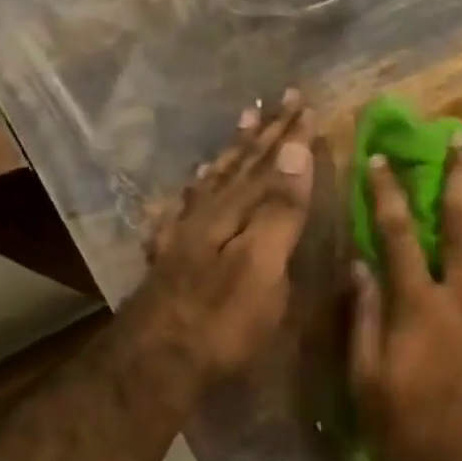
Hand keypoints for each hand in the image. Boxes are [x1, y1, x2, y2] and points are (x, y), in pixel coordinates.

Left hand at [121, 91, 316, 395]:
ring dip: (231, 154)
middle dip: (263, 135)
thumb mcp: (263, 267)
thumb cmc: (223, 322)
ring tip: (242, 126)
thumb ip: (279, 211)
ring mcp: (183, 237)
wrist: (157, 360)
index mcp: (234, 214)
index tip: (305, 103)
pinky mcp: (169, 261)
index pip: (269, 166)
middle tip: (279, 100)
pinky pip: (184, 209)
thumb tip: (295, 151)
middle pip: (238, 167)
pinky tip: (193, 186)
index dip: (289, 138)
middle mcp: (206, 215)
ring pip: (211, 182)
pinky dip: (195, 190)